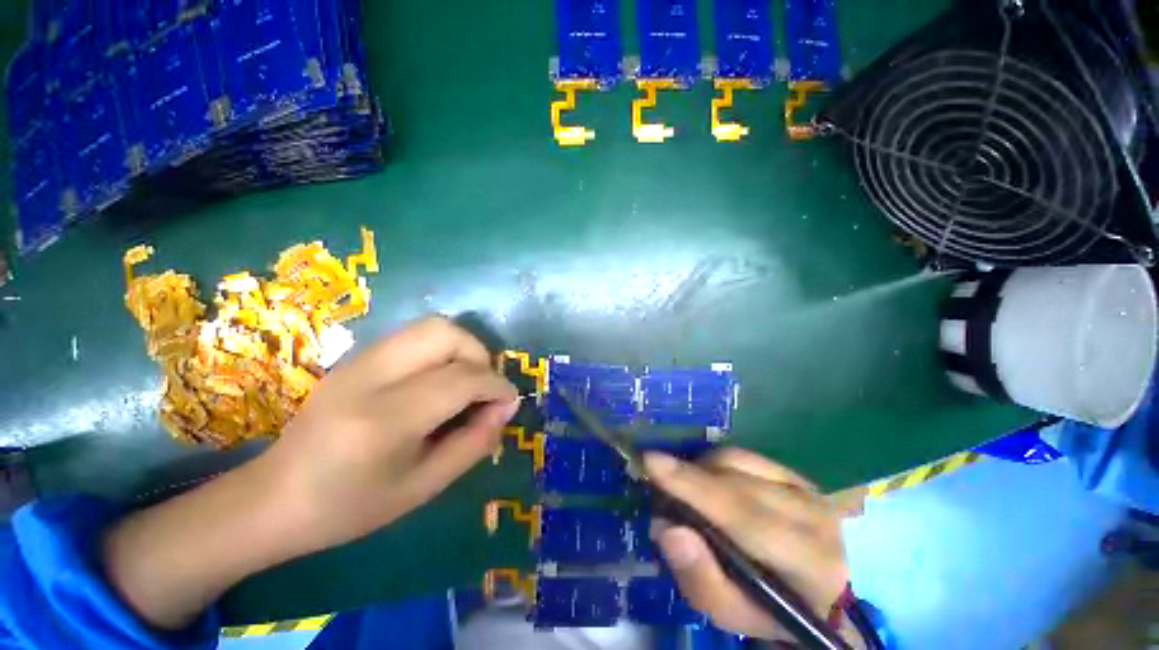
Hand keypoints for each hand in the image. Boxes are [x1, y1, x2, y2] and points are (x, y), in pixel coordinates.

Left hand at [266, 315, 518, 550]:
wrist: (271, 498)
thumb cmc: (348, 508)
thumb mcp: (423, 487)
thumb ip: (474, 443)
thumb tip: (507, 407)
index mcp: (385, 421)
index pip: (461, 379)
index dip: (497, 386)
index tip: (509, 402)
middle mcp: (371, 377)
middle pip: (446, 333)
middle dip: (479, 355)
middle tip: (483, 388)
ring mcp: (359, 360)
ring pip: (432, 326)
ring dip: (462, 349)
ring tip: (464, 383)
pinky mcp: (357, 356)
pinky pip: (415, 336)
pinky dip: (441, 351)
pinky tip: (436, 382)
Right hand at [644, 449, 860, 645]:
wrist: (823, 591)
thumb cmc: (774, 607)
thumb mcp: (735, 614)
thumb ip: (701, 579)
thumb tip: (666, 528)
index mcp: (809, 563)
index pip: (744, 515)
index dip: (694, 486)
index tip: (651, 463)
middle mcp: (813, 514)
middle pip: (735, 482)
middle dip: (688, 477)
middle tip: (655, 481)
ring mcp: (805, 486)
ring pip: (736, 460)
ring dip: (700, 470)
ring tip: (685, 490)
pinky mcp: (793, 471)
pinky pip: (741, 455)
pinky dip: (714, 463)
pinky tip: (706, 480)